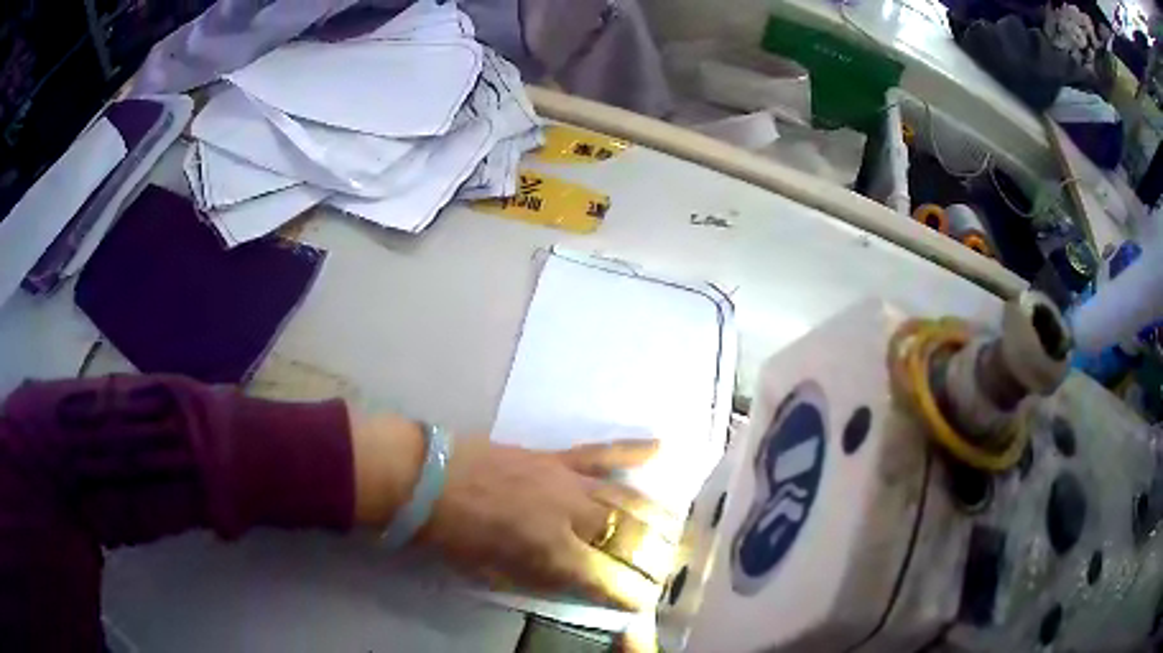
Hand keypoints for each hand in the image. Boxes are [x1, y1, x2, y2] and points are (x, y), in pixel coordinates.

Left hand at [417, 435, 679, 610]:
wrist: (424, 478)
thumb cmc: (453, 536)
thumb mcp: (495, 574)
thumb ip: (544, 581)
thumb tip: (581, 587)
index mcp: (551, 551)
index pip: (610, 580)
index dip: (633, 597)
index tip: (646, 604)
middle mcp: (570, 515)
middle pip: (631, 538)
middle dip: (654, 559)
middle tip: (664, 571)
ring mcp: (566, 480)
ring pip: (627, 498)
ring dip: (657, 517)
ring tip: (674, 530)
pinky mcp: (555, 456)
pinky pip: (601, 452)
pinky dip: (633, 450)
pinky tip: (660, 447)